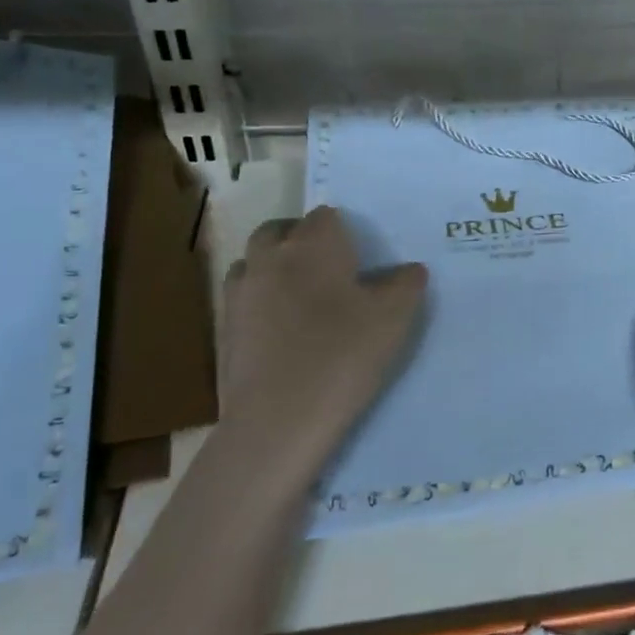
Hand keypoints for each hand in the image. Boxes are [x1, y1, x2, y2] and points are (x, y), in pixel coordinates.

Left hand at [218, 205, 426, 491]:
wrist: (279, 418)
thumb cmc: (343, 354)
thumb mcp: (394, 318)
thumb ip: (406, 285)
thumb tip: (410, 270)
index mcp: (313, 244)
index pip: (326, 216)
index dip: (344, 232)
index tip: (360, 258)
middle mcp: (270, 257)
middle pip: (281, 231)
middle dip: (302, 242)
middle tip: (330, 272)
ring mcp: (241, 292)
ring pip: (256, 262)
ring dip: (275, 269)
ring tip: (302, 299)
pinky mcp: (224, 328)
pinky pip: (244, 298)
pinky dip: (260, 302)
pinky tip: (281, 331)